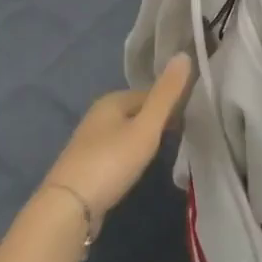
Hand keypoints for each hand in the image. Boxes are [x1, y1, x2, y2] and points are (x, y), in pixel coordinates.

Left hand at [43, 54, 191, 222]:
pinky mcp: (88, 165)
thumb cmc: (111, 162)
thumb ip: (166, 95)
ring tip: (166, 151)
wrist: (69, 207)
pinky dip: (131, 154)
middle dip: (158, 120)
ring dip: (145, 138)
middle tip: (184, 135)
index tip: (193, 117)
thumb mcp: (145, 127)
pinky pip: (118, 151)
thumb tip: (184, 54)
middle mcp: (98, 115)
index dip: (171, 102)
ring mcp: (90, 141)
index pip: (150, 93)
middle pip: (137, 111)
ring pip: (127, 132)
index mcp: (111, 100)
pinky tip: (139, 168)